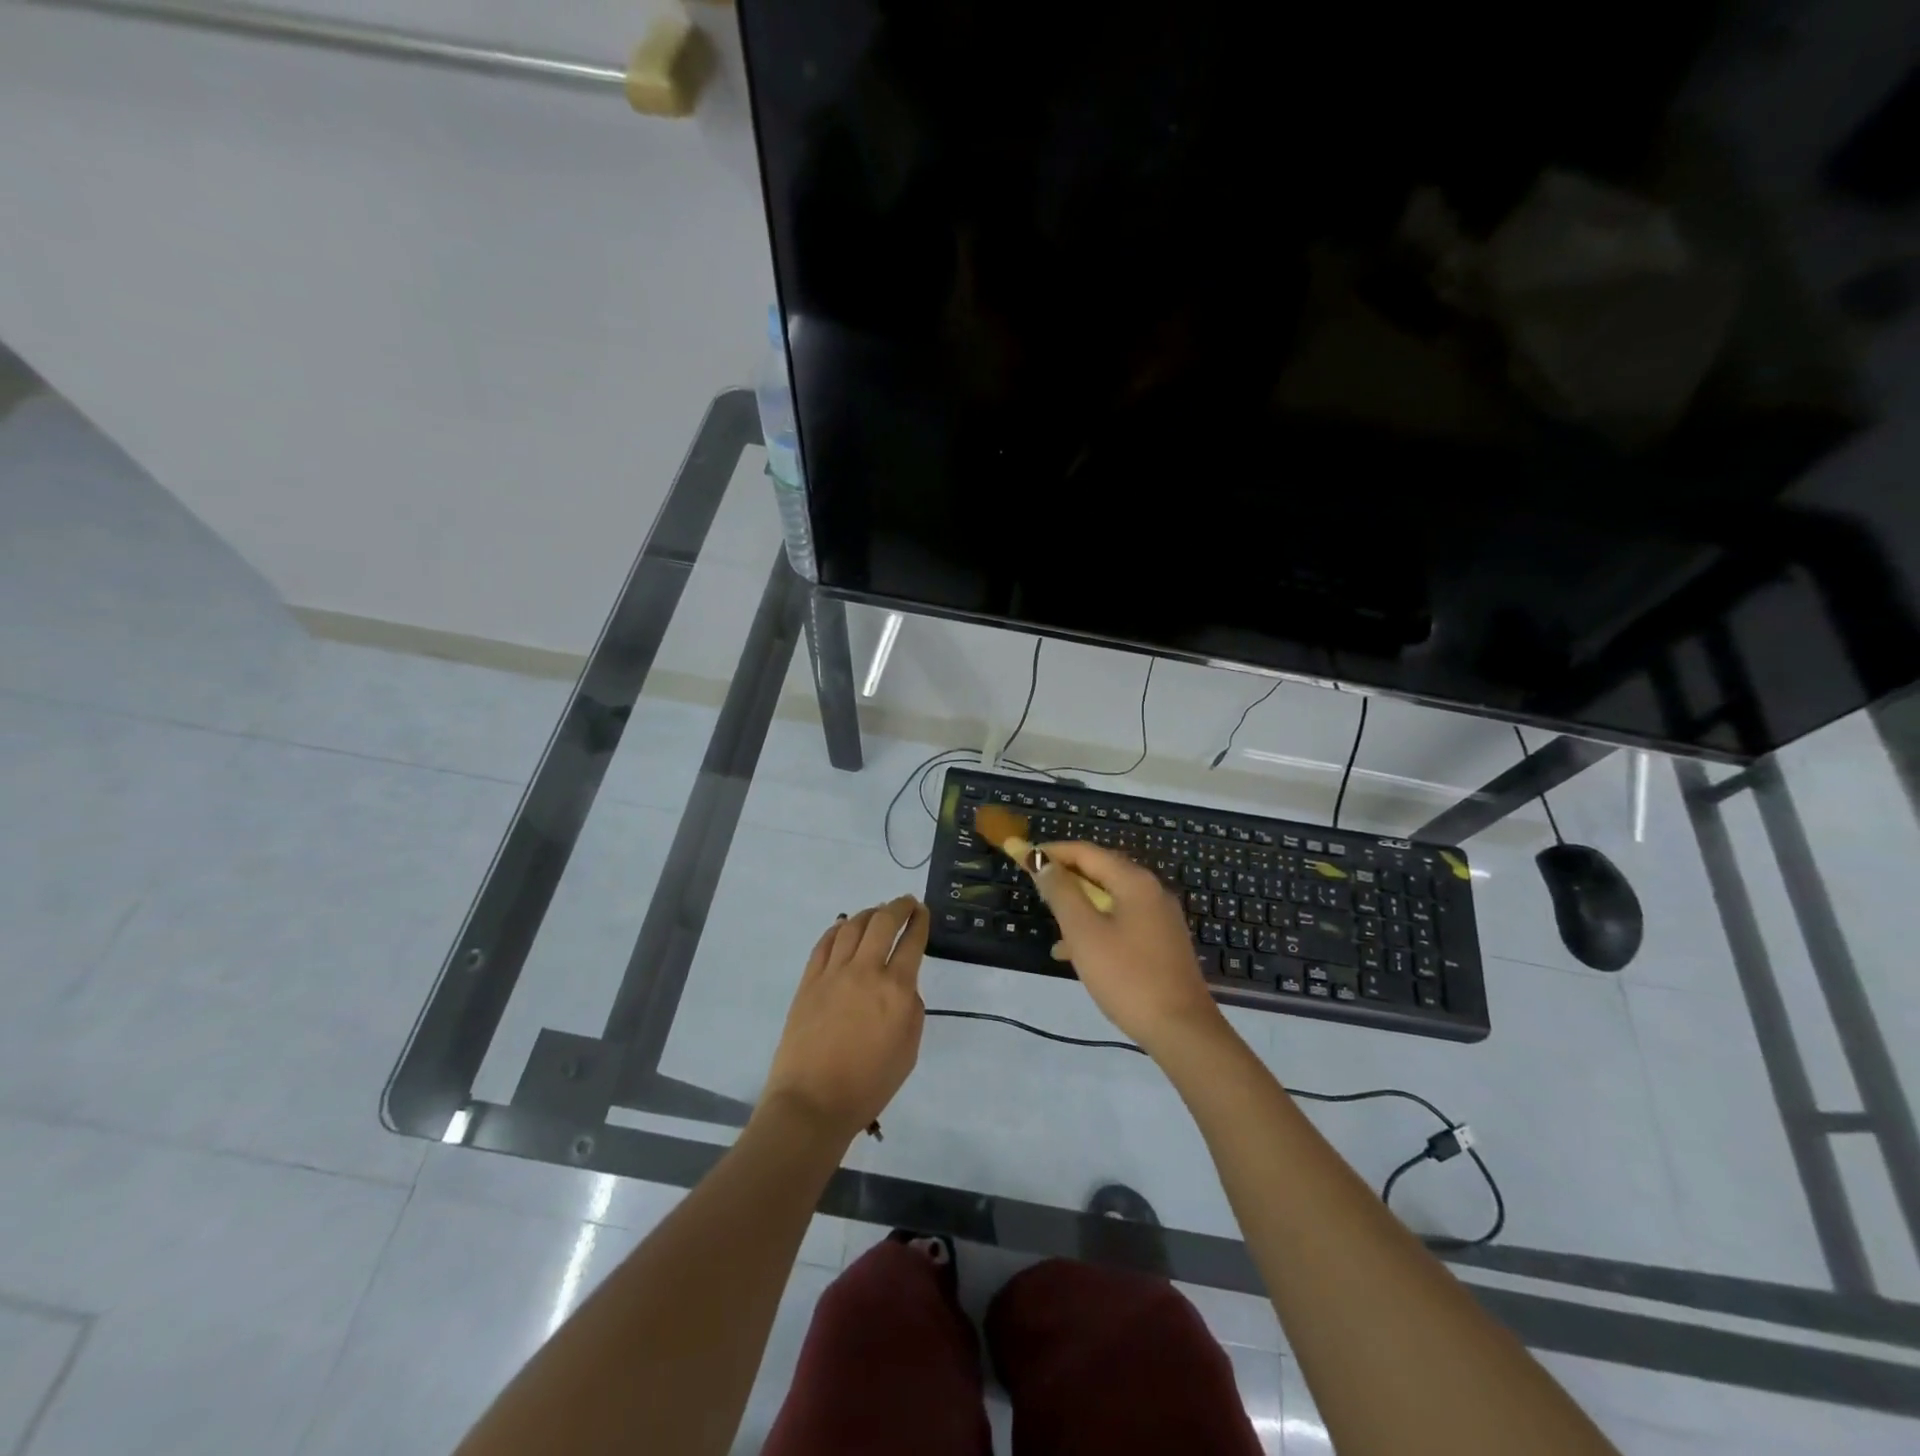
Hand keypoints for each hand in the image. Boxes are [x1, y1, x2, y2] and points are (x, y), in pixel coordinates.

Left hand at [762, 896, 928, 1143]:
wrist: (813, 1102)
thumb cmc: (869, 1084)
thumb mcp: (909, 1049)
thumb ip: (910, 1008)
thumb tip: (901, 984)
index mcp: (896, 989)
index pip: (912, 941)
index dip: (920, 921)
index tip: (923, 912)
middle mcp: (865, 971)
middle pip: (883, 922)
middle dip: (898, 906)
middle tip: (906, 903)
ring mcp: (833, 973)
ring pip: (852, 926)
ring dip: (868, 914)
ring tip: (876, 912)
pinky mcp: (809, 981)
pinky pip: (824, 943)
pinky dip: (837, 929)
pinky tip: (843, 927)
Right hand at [1030, 841, 1228, 1055]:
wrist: (1181, 1030)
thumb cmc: (1127, 976)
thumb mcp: (1084, 933)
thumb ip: (1061, 893)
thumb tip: (1043, 863)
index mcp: (1134, 881)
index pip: (1086, 852)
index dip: (1051, 852)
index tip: (1021, 855)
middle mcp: (1151, 890)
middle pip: (1100, 871)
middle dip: (1065, 876)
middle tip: (1034, 884)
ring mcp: (1160, 917)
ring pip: (1110, 898)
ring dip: (1079, 904)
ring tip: (1050, 921)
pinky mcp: (1162, 942)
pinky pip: (1121, 921)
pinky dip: (1096, 926)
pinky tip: (1074, 952)